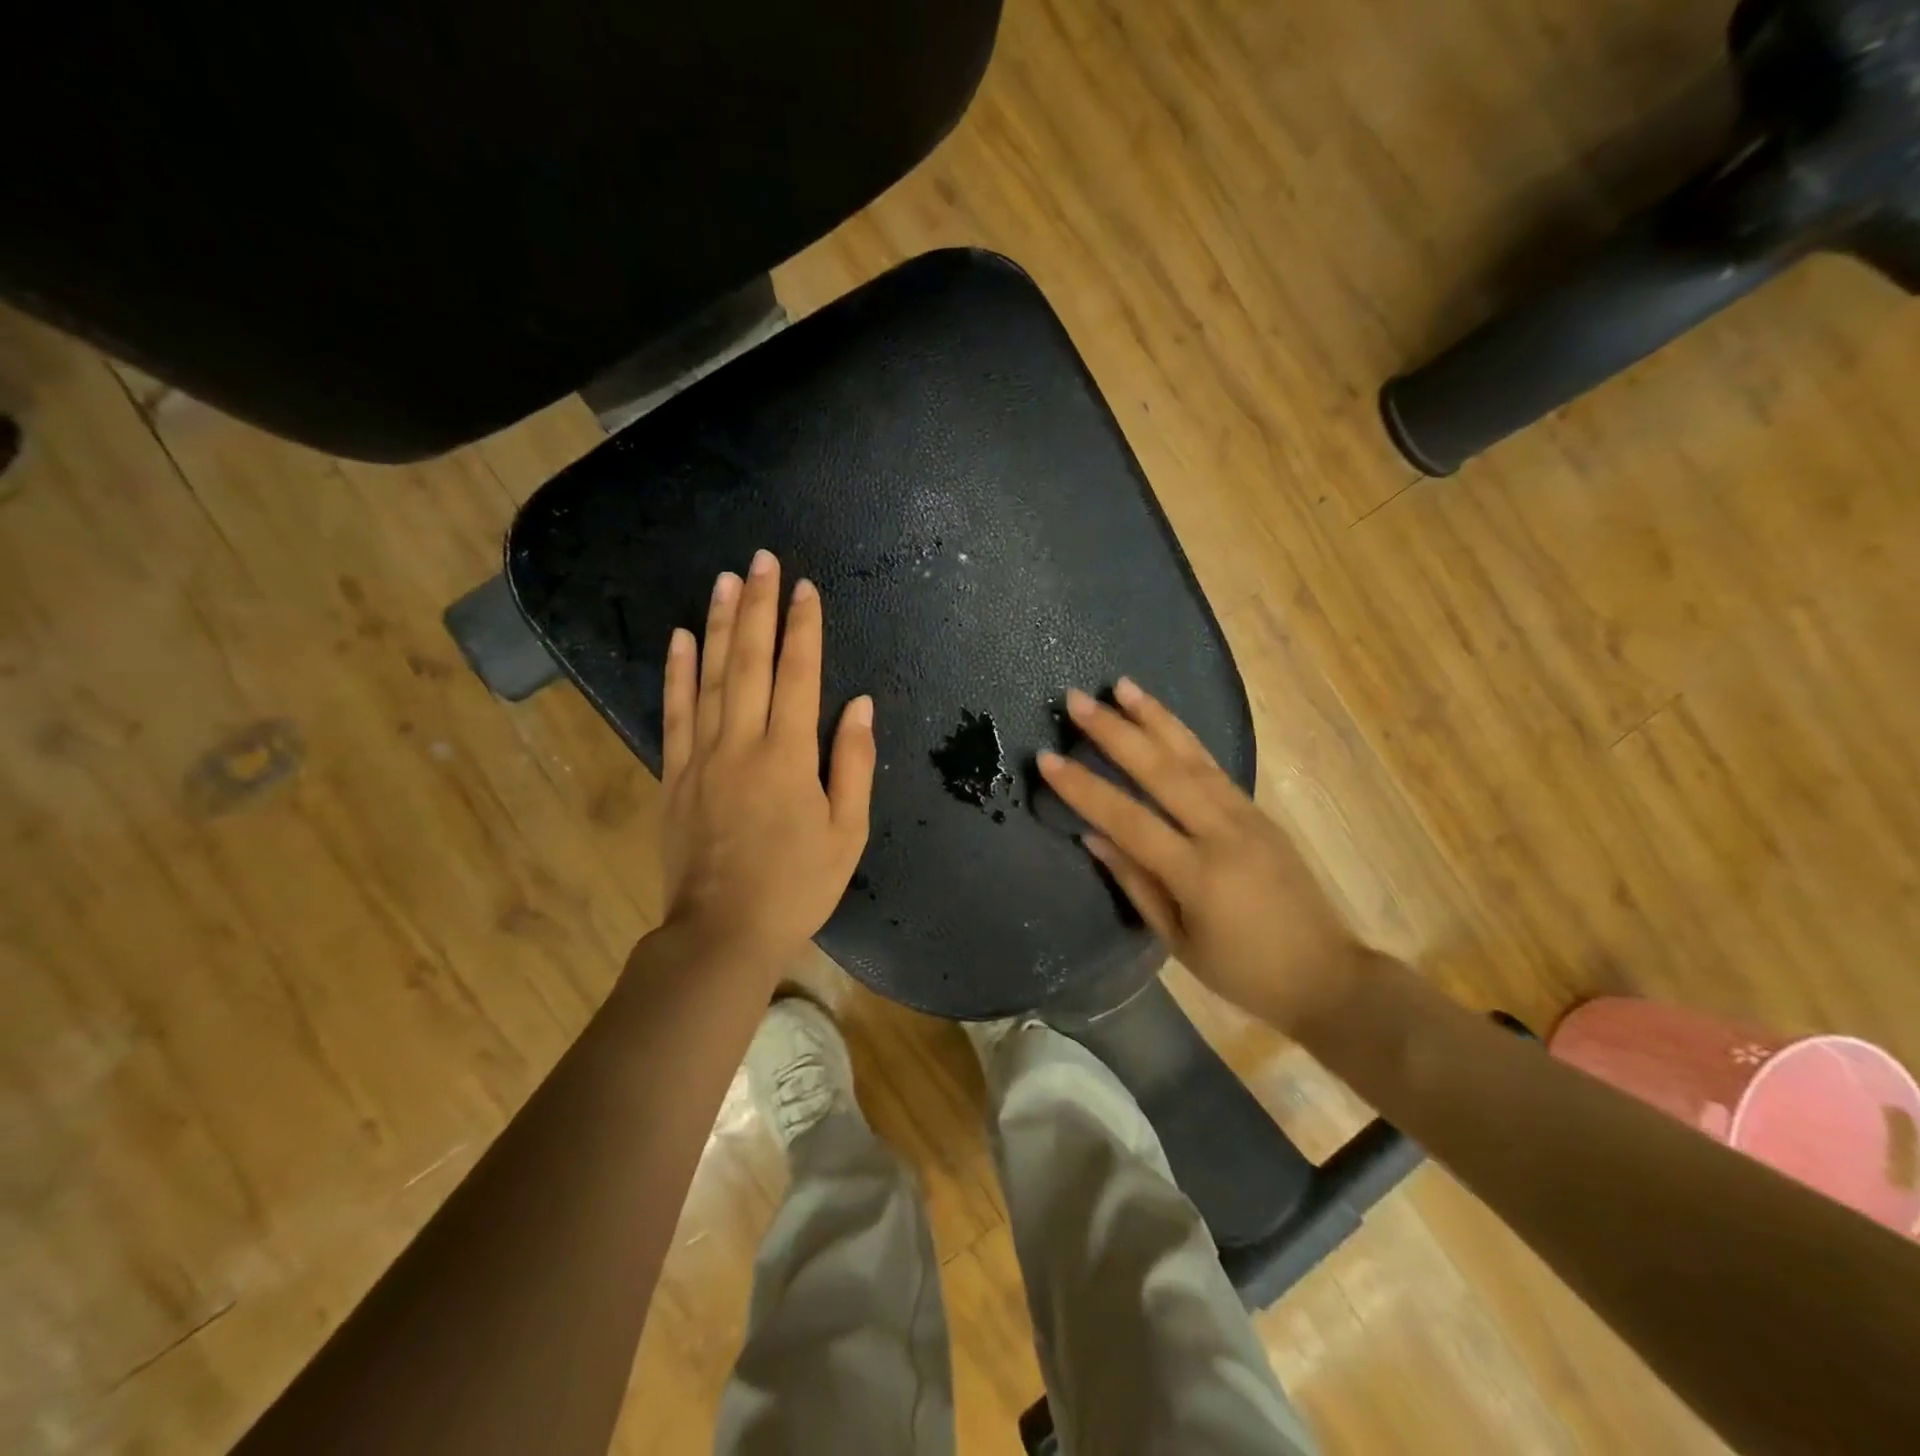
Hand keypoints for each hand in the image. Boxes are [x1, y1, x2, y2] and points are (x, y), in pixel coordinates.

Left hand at [658, 550, 874, 970]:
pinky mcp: (674, 776)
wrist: (723, 931)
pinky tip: (680, 639)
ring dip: (718, 625)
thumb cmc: (797, 885)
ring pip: (709, 677)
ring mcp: (702, 757)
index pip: (798, 675)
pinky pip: (673, 714)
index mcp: (789, 756)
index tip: (805, 589)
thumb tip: (858, 704)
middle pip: (750, 661)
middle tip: (762, 561)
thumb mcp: (847, 832)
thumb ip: (853, 763)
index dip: (803, 628)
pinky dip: (676, 673)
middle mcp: (742, 743)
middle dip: (758, 607)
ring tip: (724, 580)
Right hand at [1037, 679, 1365, 1033]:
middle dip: (1115, 732)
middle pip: (1162, 771)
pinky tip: (1162, 720)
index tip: (1046, 758)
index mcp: (1198, 874)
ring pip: (1193, 756)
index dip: (1084, 788)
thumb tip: (1094, 836)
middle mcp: (1224, 833)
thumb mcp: (1180, 941)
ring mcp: (1246, 816)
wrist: (1328, 975)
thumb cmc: (1244, 972)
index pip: (1129, 820)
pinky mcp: (1259, 812)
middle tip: (1077, 699)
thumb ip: (1136, 883)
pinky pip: (1213, 766)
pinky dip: (1183, 737)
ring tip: (1121, 686)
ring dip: (1154, 717)